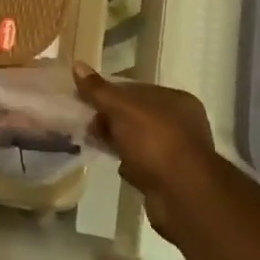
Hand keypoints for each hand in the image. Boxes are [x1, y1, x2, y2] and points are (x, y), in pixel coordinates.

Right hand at [75, 65, 219, 239]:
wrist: (183, 195)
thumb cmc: (155, 142)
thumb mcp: (123, 109)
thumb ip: (99, 91)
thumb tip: (77, 65)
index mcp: (176, 100)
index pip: (136, 89)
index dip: (109, 93)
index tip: (85, 100)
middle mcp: (181, 123)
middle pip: (135, 115)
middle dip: (110, 119)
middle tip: (88, 124)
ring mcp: (176, 151)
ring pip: (136, 140)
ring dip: (116, 142)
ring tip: (94, 143)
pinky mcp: (168, 176)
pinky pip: (141, 163)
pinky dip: (127, 163)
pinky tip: (116, 165)